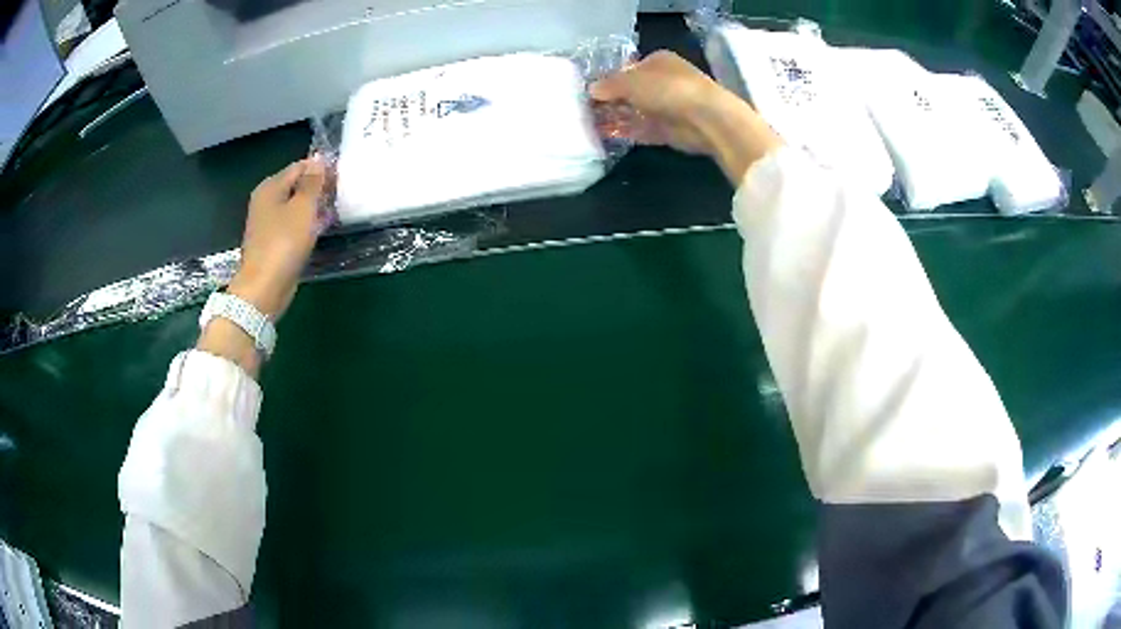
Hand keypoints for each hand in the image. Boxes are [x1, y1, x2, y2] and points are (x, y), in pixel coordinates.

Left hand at [229, 157, 326, 319]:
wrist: (264, 287)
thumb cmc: (283, 243)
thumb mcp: (303, 207)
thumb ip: (312, 182)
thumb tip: (319, 158)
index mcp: (270, 187)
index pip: (300, 167)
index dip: (321, 169)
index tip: (342, 176)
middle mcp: (266, 201)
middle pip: (296, 186)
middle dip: (318, 188)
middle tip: (341, 194)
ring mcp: (268, 223)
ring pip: (296, 207)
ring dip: (314, 207)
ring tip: (336, 210)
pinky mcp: (274, 242)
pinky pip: (294, 225)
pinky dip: (307, 224)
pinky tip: (322, 228)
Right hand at [590, 51, 781, 183]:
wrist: (707, 119)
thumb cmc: (668, 89)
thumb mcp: (631, 81)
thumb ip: (609, 85)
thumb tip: (592, 90)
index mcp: (658, 61)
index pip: (628, 68)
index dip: (609, 79)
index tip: (589, 91)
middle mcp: (664, 81)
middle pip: (631, 91)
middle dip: (611, 100)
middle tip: (586, 110)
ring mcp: (668, 106)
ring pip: (636, 111)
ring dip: (617, 117)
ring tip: (591, 125)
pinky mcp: (671, 130)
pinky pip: (643, 130)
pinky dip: (628, 132)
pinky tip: (608, 136)